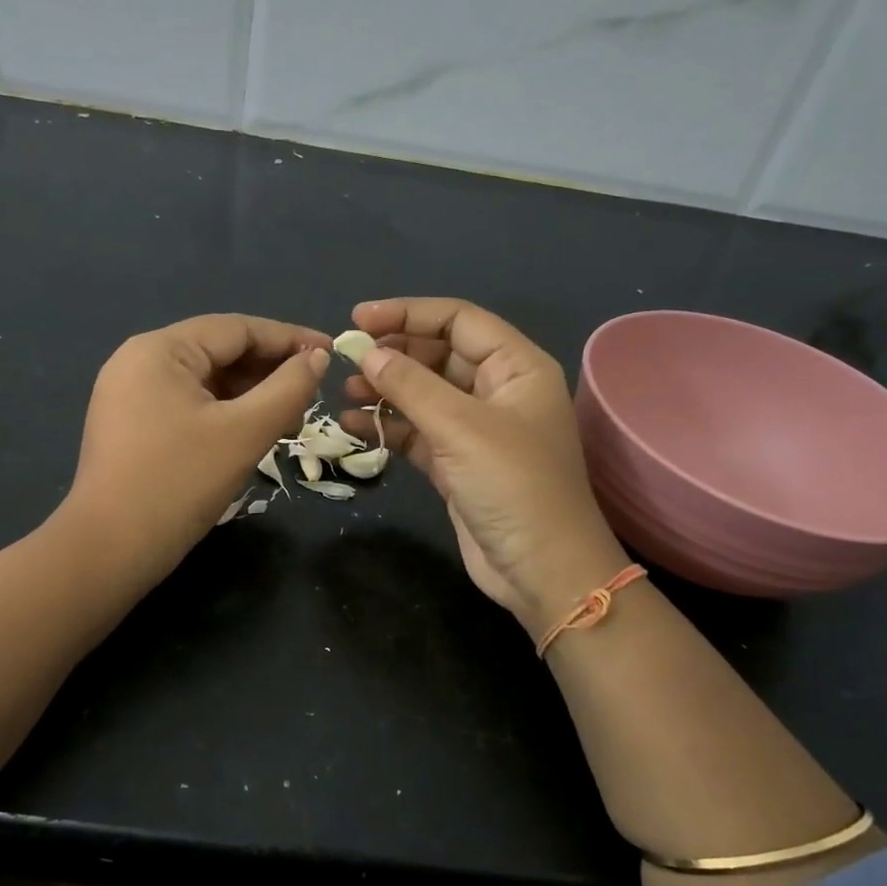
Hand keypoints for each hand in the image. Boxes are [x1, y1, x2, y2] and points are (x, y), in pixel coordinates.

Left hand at [63, 314, 330, 584]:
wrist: (110, 550)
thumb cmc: (180, 483)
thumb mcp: (244, 433)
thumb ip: (288, 389)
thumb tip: (317, 357)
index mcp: (160, 350)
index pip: (237, 329)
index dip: (289, 338)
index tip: (332, 352)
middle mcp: (139, 361)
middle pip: (219, 352)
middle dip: (270, 371)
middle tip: (314, 394)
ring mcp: (129, 395)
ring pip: (205, 382)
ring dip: (251, 395)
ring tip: (290, 419)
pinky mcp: (130, 426)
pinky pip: (188, 405)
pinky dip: (225, 414)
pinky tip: (253, 432)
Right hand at [341, 298, 629, 637]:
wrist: (542, 571)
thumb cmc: (514, 487)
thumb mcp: (462, 428)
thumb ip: (412, 385)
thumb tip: (366, 353)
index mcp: (517, 367)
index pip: (458, 320)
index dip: (407, 314)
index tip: (358, 320)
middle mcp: (498, 391)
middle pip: (438, 354)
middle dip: (393, 354)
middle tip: (347, 359)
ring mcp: (477, 429)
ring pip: (424, 394)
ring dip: (385, 390)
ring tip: (345, 393)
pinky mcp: (457, 464)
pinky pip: (417, 432)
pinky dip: (388, 426)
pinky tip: (353, 425)